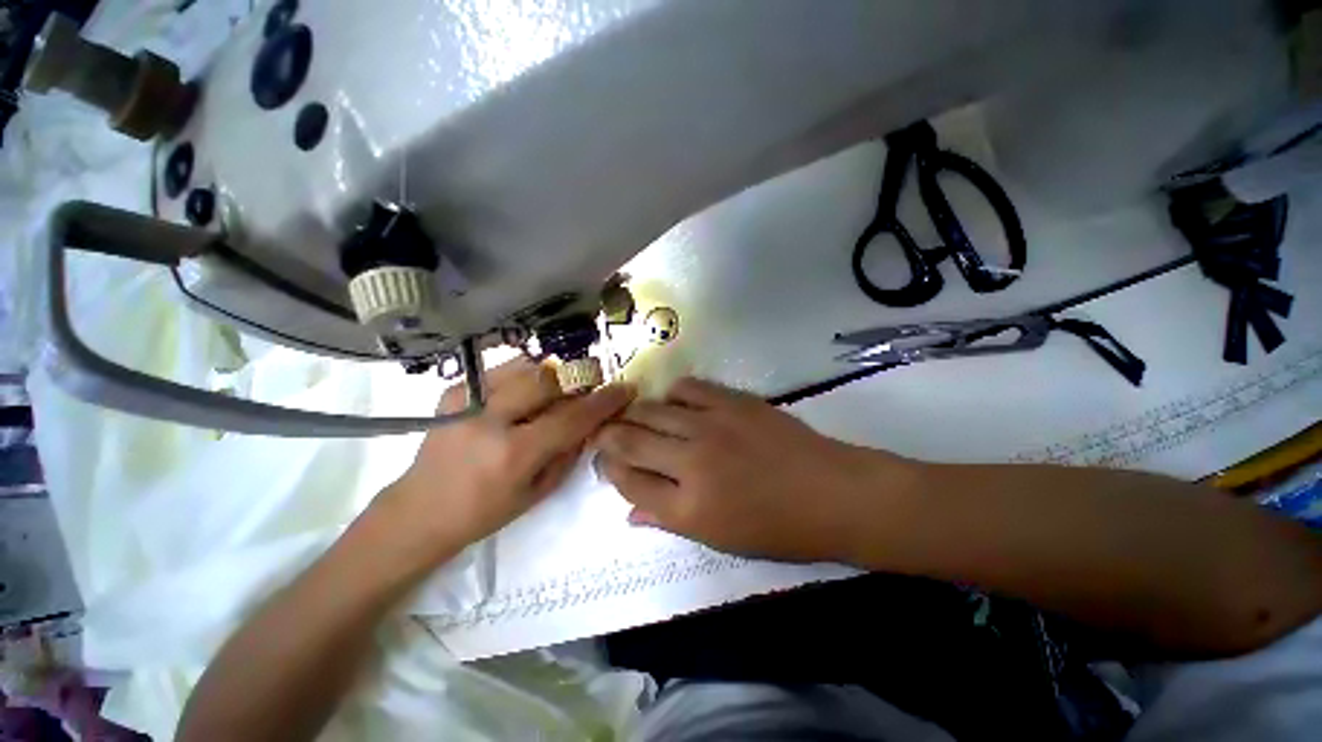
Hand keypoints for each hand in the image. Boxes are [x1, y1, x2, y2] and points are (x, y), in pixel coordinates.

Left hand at [381, 359, 633, 556]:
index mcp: (513, 453)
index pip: (572, 417)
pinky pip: (506, 368)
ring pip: (529, 366)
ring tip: (557, 393)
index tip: (626, 389)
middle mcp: (489, 418)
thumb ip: (570, 451)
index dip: (604, 401)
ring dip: (553, 377)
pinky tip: (528, 394)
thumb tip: (592, 420)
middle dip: (579, 379)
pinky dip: (527, 375)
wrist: (418, 510)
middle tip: (590, 388)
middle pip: (550, 379)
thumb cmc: (484, 511)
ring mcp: (468, 398)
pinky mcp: (456, 389)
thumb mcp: (538, 491)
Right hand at [595, 378, 919, 563]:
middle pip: (630, 440)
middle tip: (606, 432)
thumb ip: (668, 521)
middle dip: (608, 435)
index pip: (628, 482)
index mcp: (688, 508)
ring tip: (637, 416)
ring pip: (651, 410)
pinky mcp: (732, 401)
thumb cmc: (779, 528)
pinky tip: (676, 403)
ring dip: (636, 413)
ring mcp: (711, 425)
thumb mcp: (720, 540)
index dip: (610, 469)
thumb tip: (629, 512)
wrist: (833, 493)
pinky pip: (687, 387)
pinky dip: (673, 395)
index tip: (606, 460)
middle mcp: (691, 462)